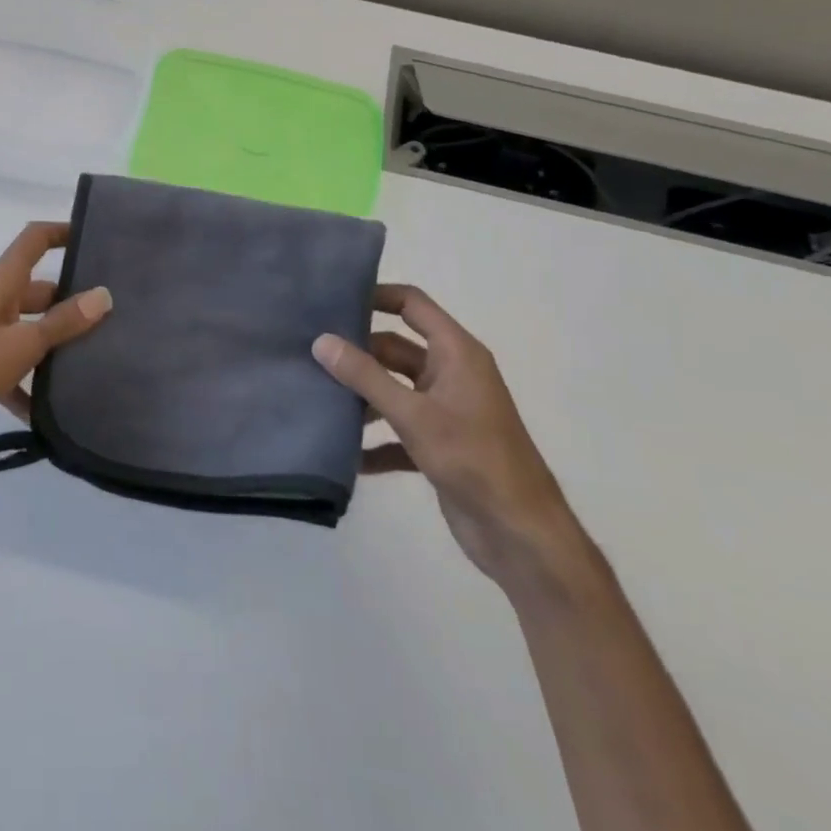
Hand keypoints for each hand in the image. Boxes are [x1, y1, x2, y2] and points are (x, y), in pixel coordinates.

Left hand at [0, 222, 111, 465]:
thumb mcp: (21, 345)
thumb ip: (62, 322)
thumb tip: (104, 294)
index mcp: (0, 282)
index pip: (34, 239)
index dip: (63, 231)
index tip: (98, 238)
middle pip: (39, 288)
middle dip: (73, 300)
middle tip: (115, 316)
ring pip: (28, 328)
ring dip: (55, 343)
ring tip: (96, 361)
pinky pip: (11, 364)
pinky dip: (29, 383)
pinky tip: (50, 413)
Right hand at [313, 285, 581, 597]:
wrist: (521, 534)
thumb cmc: (473, 459)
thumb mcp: (413, 414)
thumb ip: (365, 376)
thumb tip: (321, 341)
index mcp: (456, 353)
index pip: (412, 305)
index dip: (376, 296)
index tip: (332, 301)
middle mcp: (451, 374)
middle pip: (395, 349)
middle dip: (357, 353)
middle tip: (309, 354)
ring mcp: (445, 411)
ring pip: (393, 390)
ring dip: (362, 397)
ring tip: (317, 399)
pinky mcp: (439, 446)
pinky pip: (398, 432)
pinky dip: (374, 441)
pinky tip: (344, 454)